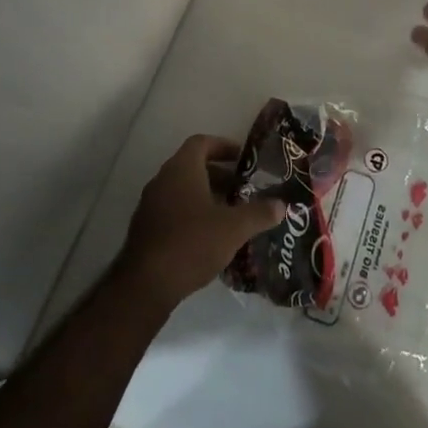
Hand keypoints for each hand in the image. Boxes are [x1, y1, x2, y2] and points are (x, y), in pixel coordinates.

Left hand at [117, 135, 285, 310]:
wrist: (146, 284)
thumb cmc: (192, 243)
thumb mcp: (234, 228)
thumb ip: (259, 213)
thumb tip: (281, 204)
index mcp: (181, 169)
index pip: (201, 143)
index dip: (223, 146)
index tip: (242, 159)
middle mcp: (162, 179)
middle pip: (192, 166)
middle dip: (219, 176)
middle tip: (242, 190)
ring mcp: (150, 204)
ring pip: (182, 190)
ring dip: (206, 196)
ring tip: (230, 215)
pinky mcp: (145, 228)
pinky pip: (172, 210)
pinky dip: (191, 214)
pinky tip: (209, 238)